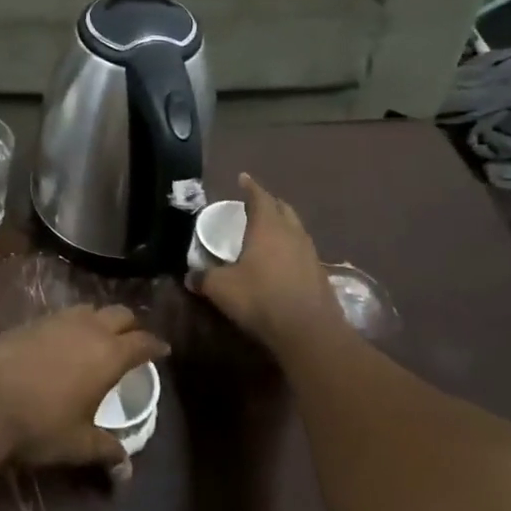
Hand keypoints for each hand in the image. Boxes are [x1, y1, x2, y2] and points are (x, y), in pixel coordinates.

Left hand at [0, 305, 168, 478]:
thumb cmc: (38, 424)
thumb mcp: (77, 444)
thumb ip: (105, 450)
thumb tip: (126, 470)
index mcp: (108, 355)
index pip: (142, 341)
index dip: (155, 345)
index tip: (162, 351)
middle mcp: (87, 328)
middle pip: (120, 314)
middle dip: (131, 326)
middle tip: (133, 342)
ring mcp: (57, 320)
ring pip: (90, 308)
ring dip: (100, 319)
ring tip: (99, 338)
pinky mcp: (30, 320)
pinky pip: (62, 315)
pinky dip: (72, 323)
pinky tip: (63, 341)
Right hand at [198, 174, 347, 353]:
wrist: (309, 332)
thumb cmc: (261, 298)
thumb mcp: (222, 288)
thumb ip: (204, 278)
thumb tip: (190, 276)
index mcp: (267, 227)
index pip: (259, 197)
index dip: (250, 187)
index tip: (243, 178)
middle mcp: (292, 233)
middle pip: (283, 209)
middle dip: (269, 203)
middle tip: (255, 204)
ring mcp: (310, 253)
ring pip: (296, 229)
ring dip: (283, 225)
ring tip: (269, 231)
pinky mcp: (320, 274)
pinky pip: (303, 251)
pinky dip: (291, 249)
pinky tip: (283, 262)